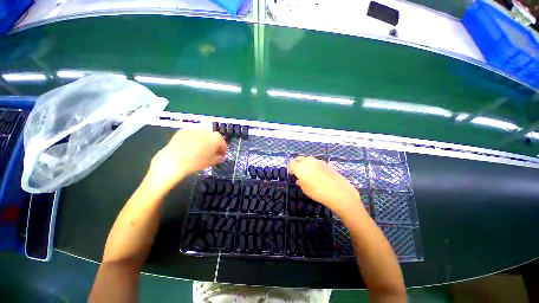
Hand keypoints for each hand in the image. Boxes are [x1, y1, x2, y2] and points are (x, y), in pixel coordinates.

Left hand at [148, 128, 226, 190]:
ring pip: (203, 134)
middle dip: (214, 143)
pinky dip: (194, 138)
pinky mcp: (183, 130)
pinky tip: (190, 146)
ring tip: (201, 148)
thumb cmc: (196, 162)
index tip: (222, 155)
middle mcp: (207, 131)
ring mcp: (194, 129)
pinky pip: (193, 133)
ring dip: (205, 139)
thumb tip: (221, 157)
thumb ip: (218, 158)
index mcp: (216, 138)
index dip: (223, 150)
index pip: (223, 143)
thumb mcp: (211, 162)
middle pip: (214, 137)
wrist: (173, 160)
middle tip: (212, 152)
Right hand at [289, 156, 360, 213]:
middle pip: (299, 159)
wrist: (339, 192)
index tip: (292, 174)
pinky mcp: (326, 163)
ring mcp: (318, 161)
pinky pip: (316, 163)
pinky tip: (319, 175)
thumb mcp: (305, 189)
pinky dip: (315, 166)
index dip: (290, 168)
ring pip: (308, 160)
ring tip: (309, 174)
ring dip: (306, 165)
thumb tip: (299, 179)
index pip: (291, 163)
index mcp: (300, 167)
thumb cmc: (318, 192)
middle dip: (297, 164)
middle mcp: (308, 161)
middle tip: (299, 173)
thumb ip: (300, 182)